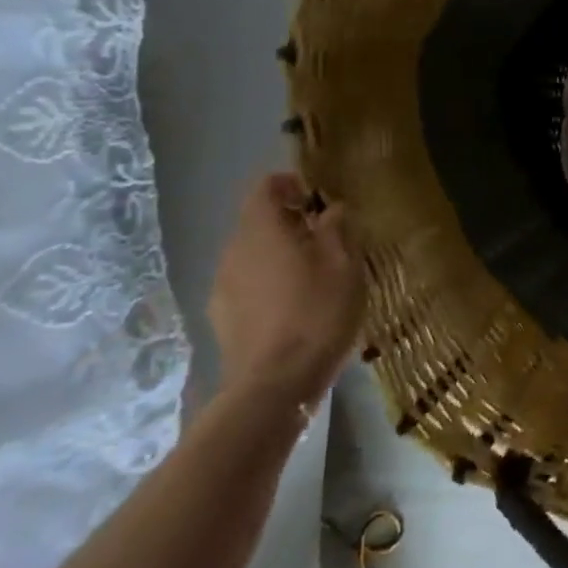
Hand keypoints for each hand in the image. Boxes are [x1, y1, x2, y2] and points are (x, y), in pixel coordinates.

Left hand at [208, 173, 363, 404]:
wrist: (275, 383)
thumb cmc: (318, 312)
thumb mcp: (345, 264)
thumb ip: (338, 227)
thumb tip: (331, 208)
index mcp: (261, 229)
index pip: (266, 186)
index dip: (292, 183)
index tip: (320, 200)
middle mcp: (233, 250)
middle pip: (259, 221)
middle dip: (291, 224)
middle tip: (328, 242)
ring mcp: (222, 285)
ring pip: (254, 255)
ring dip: (281, 256)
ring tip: (315, 279)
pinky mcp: (222, 317)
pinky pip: (248, 285)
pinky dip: (270, 285)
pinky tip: (295, 309)